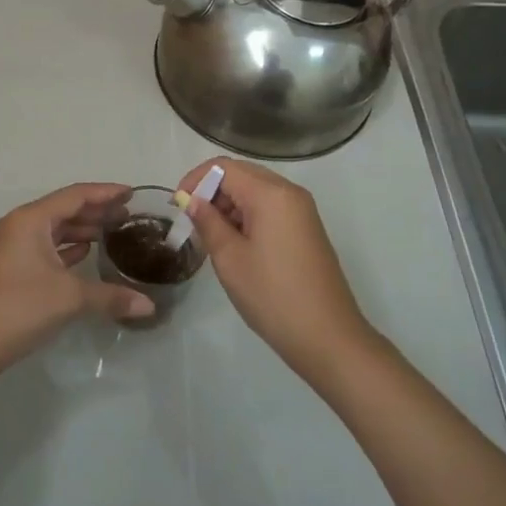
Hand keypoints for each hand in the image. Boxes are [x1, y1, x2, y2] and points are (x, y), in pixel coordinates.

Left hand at [0, 183, 154, 389]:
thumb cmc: (19, 308)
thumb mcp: (69, 298)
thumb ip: (110, 296)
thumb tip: (149, 306)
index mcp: (30, 220)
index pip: (74, 195)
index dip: (105, 192)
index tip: (132, 193)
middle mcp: (18, 225)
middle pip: (63, 209)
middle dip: (96, 211)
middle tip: (128, 215)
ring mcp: (10, 247)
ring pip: (53, 229)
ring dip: (81, 230)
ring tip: (113, 234)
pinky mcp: (9, 268)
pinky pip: (44, 247)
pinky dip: (66, 248)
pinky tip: (87, 255)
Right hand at [179, 160, 374, 382]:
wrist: (328, 338)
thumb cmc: (273, 296)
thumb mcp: (230, 258)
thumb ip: (208, 222)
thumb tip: (192, 200)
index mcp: (271, 194)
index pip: (224, 167)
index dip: (195, 179)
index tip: (177, 205)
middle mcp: (290, 193)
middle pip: (242, 174)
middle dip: (212, 190)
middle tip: (191, 220)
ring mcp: (302, 210)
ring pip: (256, 191)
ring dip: (229, 204)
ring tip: (210, 236)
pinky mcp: (307, 228)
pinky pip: (271, 207)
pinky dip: (248, 215)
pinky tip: (235, 243)